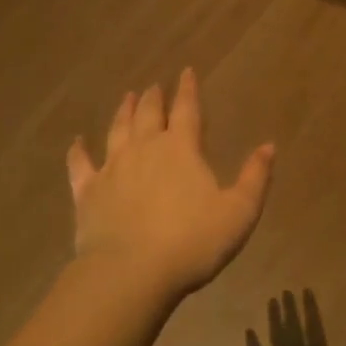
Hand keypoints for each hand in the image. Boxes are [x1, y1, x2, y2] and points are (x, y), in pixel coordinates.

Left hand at [67, 68, 274, 296]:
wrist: (131, 273)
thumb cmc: (192, 242)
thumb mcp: (239, 212)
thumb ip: (255, 177)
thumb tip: (269, 145)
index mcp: (181, 148)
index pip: (187, 109)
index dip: (188, 89)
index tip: (186, 72)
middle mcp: (144, 148)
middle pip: (148, 114)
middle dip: (153, 97)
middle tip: (154, 86)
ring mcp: (112, 168)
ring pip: (117, 130)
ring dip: (123, 112)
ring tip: (126, 97)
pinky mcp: (87, 193)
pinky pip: (80, 165)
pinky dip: (78, 152)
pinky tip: (77, 142)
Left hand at [246, 289, 345, 345]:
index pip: (313, 324)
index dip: (309, 307)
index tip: (305, 291)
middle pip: (292, 325)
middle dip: (289, 307)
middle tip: (285, 291)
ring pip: (276, 335)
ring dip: (273, 318)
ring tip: (272, 301)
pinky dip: (253, 344)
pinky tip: (249, 332)